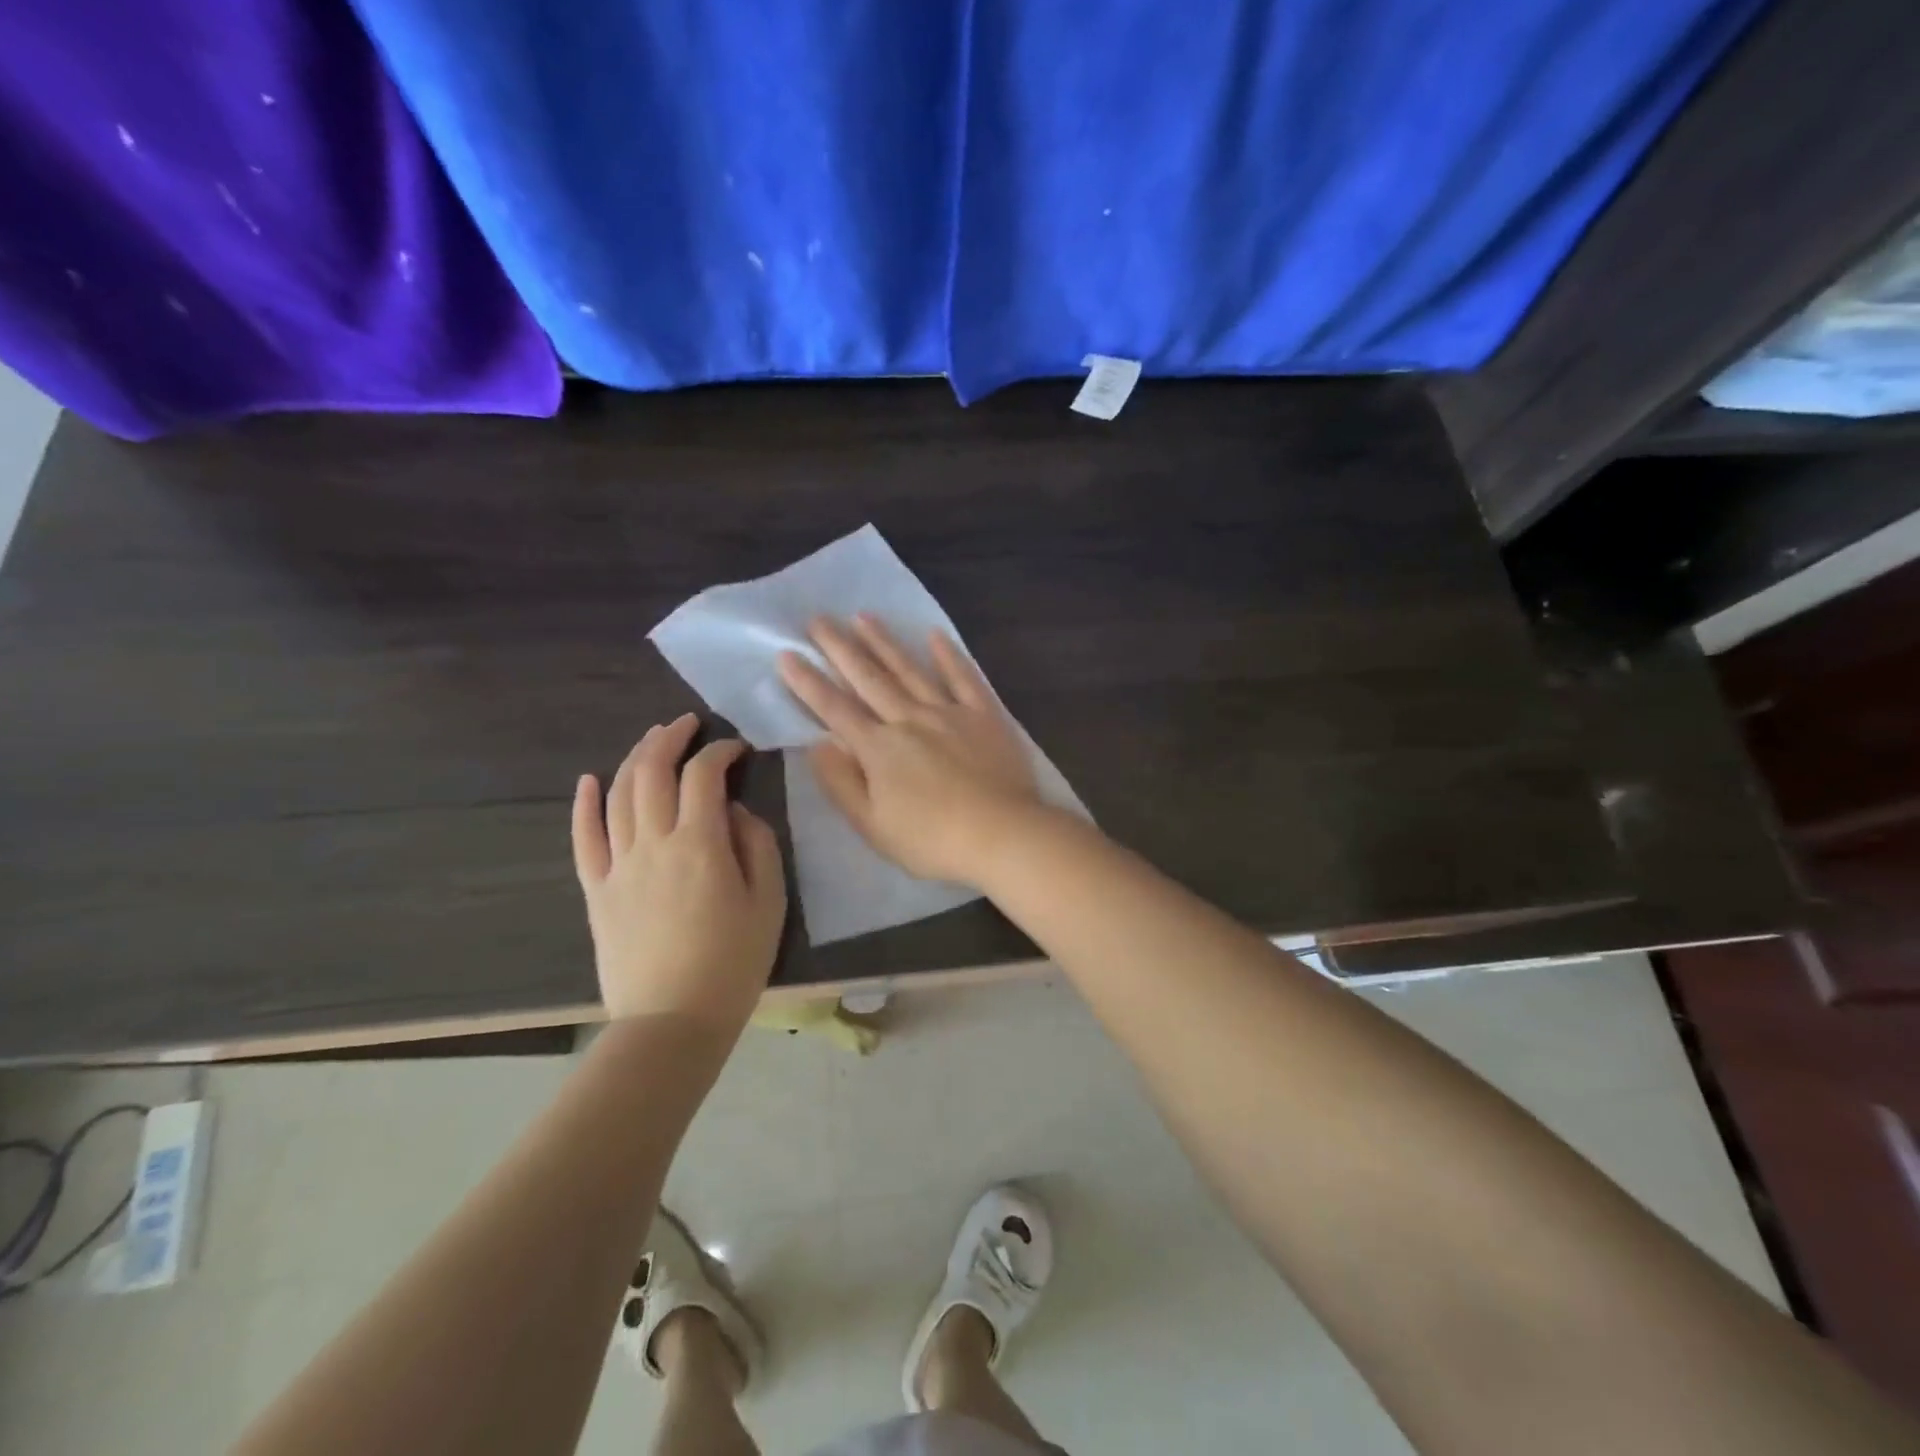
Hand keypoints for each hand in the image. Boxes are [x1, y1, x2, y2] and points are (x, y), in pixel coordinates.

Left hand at [571, 714, 786, 1031]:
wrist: (671, 1021)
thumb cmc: (732, 964)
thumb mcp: (768, 902)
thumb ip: (758, 846)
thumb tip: (736, 812)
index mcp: (700, 844)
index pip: (704, 776)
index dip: (720, 751)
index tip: (737, 748)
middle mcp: (653, 843)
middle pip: (652, 772)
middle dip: (670, 739)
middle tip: (687, 724)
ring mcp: (618, 865)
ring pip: (619, 795)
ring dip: (635, 759)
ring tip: (652, 740)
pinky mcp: (597, 890)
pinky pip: (584, 838)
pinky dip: (585, 804)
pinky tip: (590, 780)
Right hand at [777, 614, 1043, 884]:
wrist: (1002, 835)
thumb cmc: (932, 840)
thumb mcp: (872, 825)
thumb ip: (841, 783)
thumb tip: (817, 744)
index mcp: (879, 748)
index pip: (835, 709)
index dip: (808, 682)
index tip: (787, 654)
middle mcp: (909, 719)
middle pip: (868, 678)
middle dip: (840, 648)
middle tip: (818, 619)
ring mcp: (948, 712)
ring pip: (910, 670)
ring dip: (884, 642)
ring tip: (863, 616)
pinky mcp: (983, 715)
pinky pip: (963, 677)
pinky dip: (948, 655)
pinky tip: (934, 635)